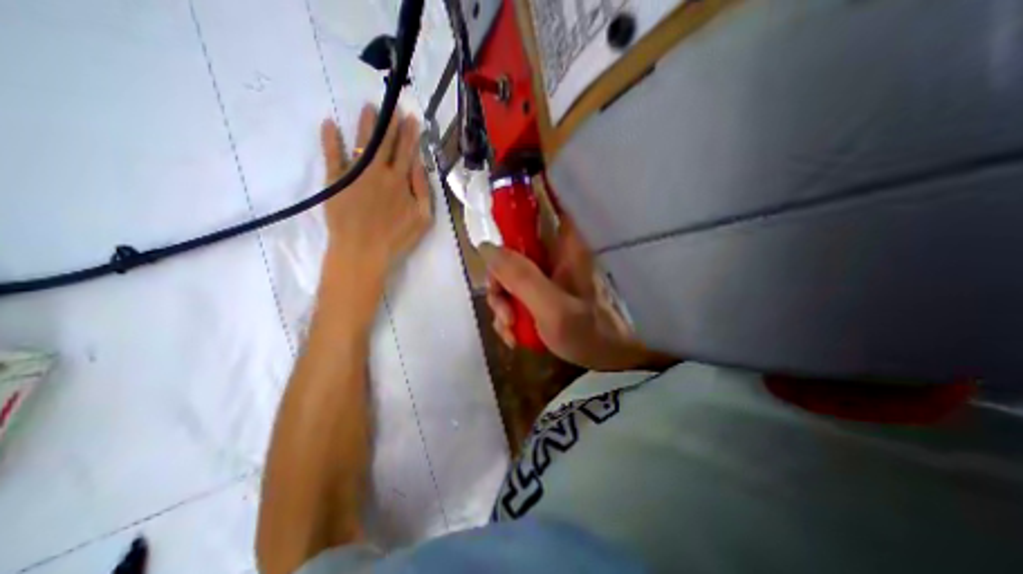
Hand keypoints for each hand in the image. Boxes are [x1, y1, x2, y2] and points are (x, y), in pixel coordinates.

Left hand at [319, 104, 429, 283]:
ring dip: (366, 124)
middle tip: (391, 105)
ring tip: (369, 108)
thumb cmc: (397, 238)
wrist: (363, 251)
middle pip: (385, 142)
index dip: (410, 134)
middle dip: (390, 123)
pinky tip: (328, 124)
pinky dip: (330, 140)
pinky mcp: (335, 181)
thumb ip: (423, 190)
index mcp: (400, 181)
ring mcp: (355, 174)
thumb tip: (419, 164)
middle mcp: (378, 172)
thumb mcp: (423, 218)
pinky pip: (332, 156)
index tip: (412, 118)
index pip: (407, 151)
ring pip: (362, 142)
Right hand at [482, 217, 676, 369]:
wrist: (607, 360)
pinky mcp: (541, 293)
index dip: (513, 205)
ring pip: (508, 275)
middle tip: (503, 309)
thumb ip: (521, 278)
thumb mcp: (554, 309)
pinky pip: (514, 294)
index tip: (492, 222)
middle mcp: (553, 255)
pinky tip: (514, 335)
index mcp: (564, 246)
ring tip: (510, 329)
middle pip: (511, 249)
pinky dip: (508, 315)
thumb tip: (486, 247)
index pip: (539, 205)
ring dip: (501, 303)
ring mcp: (546, 275)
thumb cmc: (589, 333)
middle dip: (499, 281)